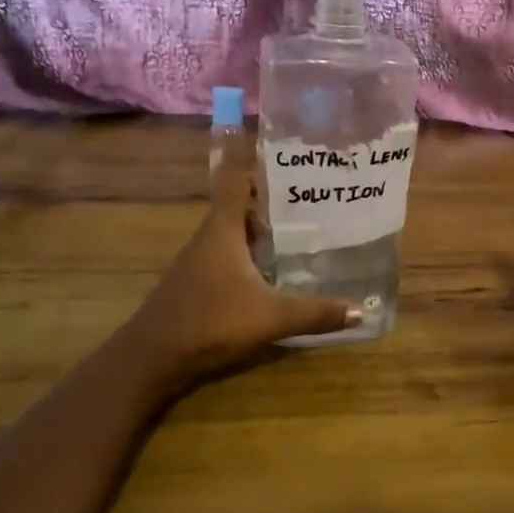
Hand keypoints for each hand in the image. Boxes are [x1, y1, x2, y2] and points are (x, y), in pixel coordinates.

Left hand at [115, 134, 359, 392]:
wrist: (153, 357)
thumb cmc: (210, 321)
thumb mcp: (270, 317)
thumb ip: (315, 313)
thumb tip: (360, 310)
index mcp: (223, 228)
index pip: (236, 178)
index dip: (257, 161)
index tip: (288, 155)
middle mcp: (210, 236)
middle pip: (240, 203)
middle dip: (272, 195)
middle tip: (312, 192)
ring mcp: (201, 260)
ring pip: (235, 230)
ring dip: (262, 225)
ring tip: (302, 223)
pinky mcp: (199, 282)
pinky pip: (230, 253)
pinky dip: (253, 250)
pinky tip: (275, 266)